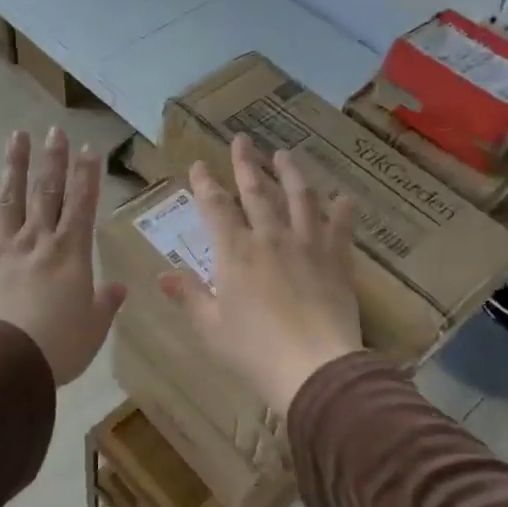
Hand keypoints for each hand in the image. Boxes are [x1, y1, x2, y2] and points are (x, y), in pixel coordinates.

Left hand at [0, 127, 125, 384]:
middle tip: (54, 130)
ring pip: (9, 199)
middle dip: (52, 160)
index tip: (88, 149)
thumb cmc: (57, 346)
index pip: (82, 205)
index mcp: (70, 254)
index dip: (87, 176)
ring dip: (14, 166)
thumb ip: (105, 304)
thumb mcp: (93, 329)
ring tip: (16, 137)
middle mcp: (36, 242)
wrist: (1, 362)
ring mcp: (1, 249)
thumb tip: (118, 287)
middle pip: (46, 193)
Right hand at [159, 134, 362, 413]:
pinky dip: (342, 211)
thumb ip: (189, 296)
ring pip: (299, 198)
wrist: (315, 367)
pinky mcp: (336, 260)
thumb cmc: (253, 351)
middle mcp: (270, 238)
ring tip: (284, 154)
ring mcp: (307, 245)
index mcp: (234, 252)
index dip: (205, 183)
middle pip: (256, 192)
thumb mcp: (210, 327)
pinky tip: (344, 197)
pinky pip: (340, 228)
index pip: (215, 207)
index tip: (200, 164)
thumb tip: (163, 275)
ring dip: (290, 173)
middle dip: (246, 163)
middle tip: (242, 139)